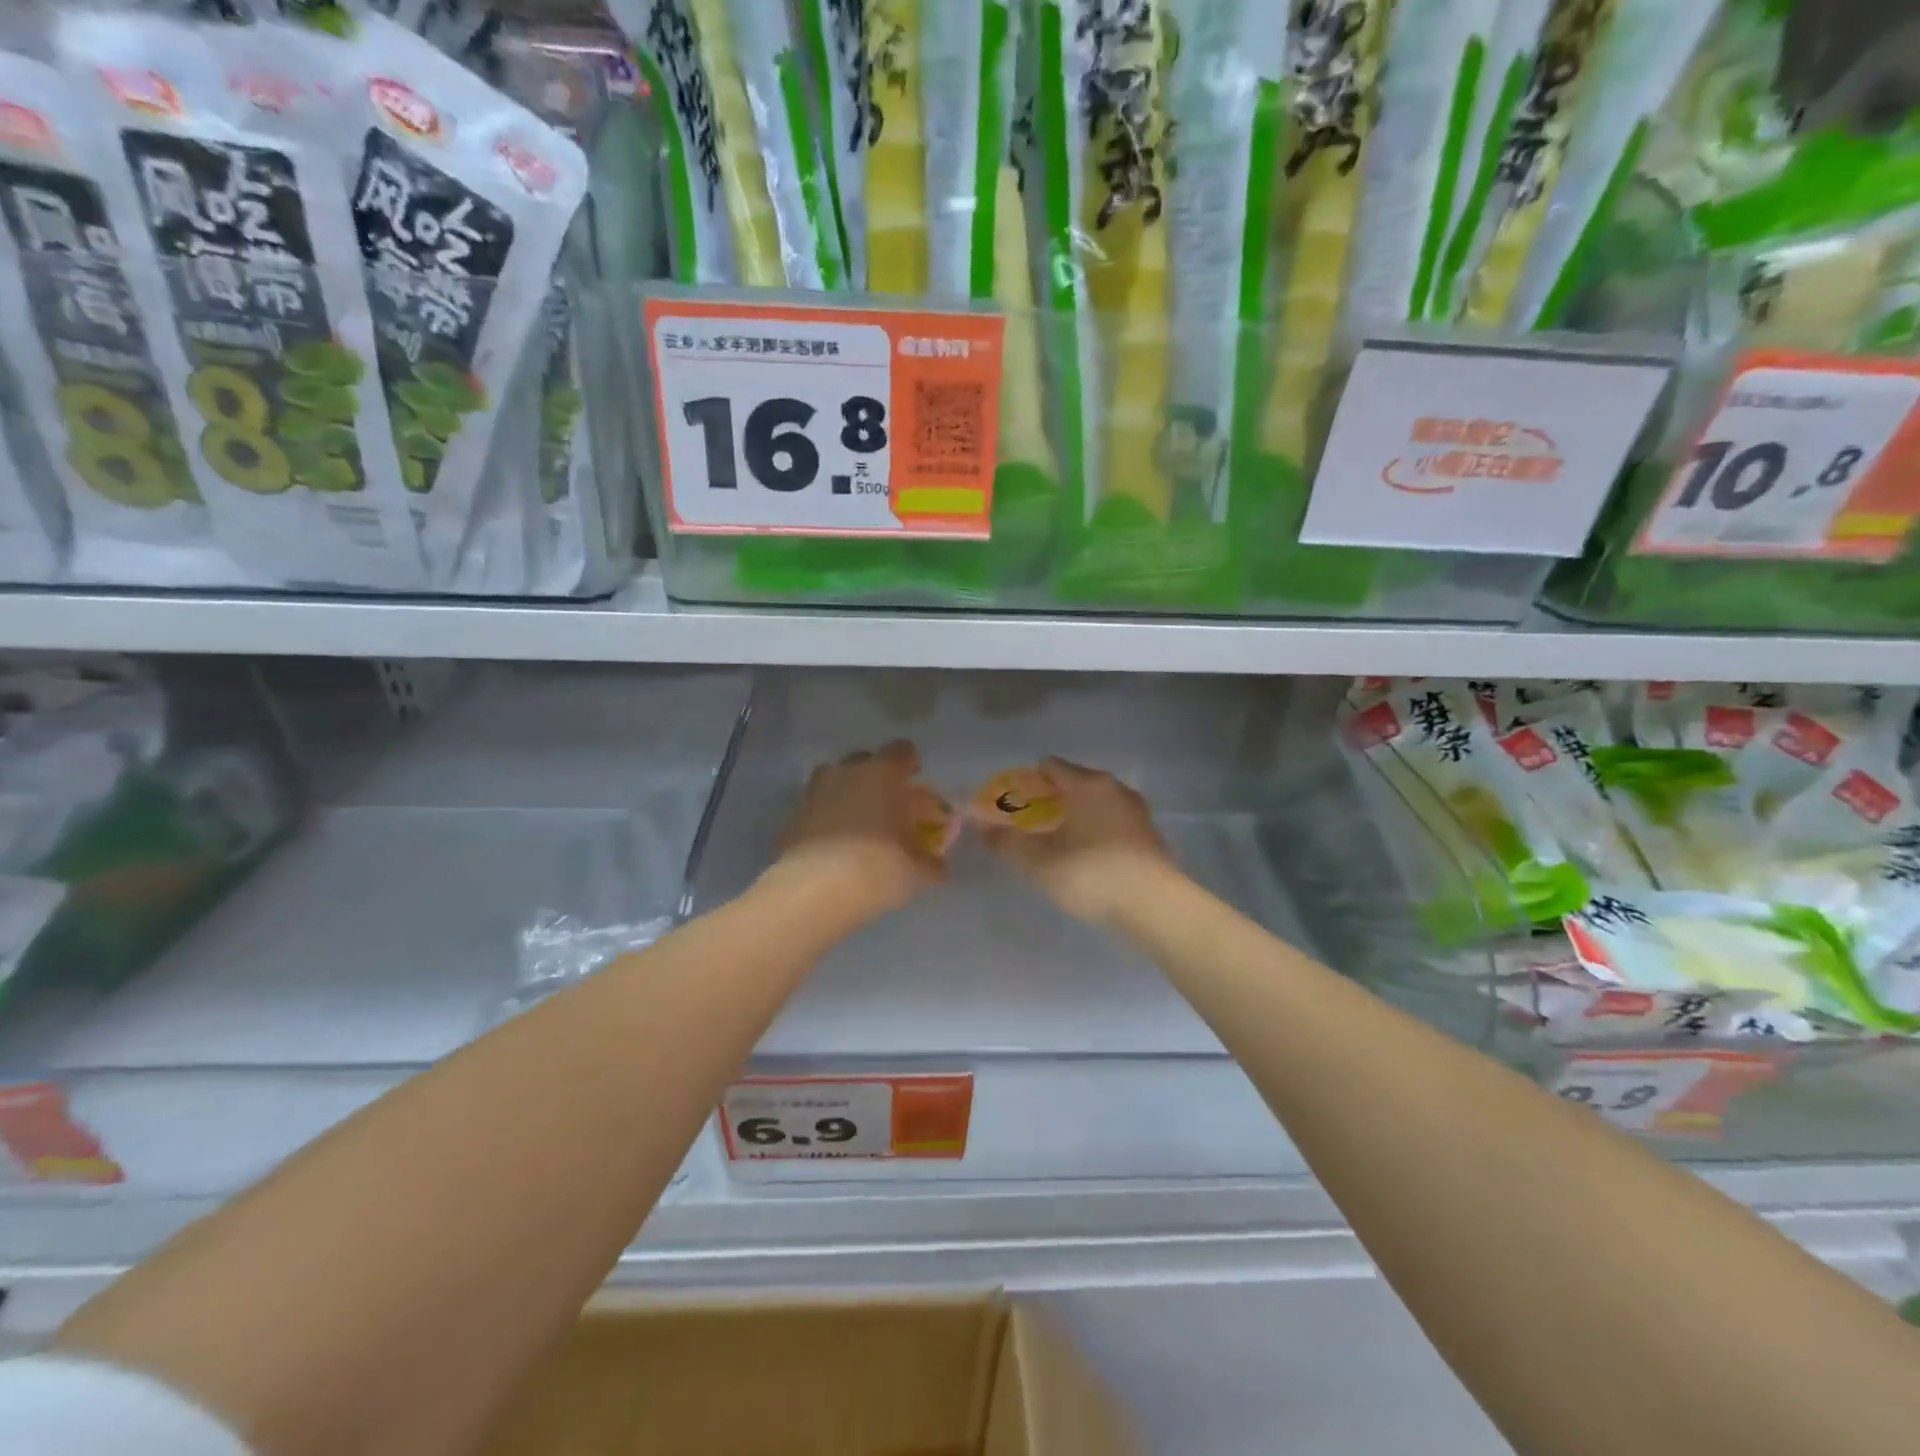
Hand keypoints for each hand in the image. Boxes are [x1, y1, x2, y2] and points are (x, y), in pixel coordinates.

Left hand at [774, 740, 950, 919]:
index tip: (917, 785)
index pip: (902, 751)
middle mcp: (847, 773)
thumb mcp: (917, 871)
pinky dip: (829, 818)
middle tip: (891, 808)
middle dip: (879, 779)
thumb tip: (939, 865)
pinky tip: (838, 844)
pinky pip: (819, 807)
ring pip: (837, 782)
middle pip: (866, 762)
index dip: (912, 766)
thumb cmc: (877, 868)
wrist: (813, 892)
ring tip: (862, 824)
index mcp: (883, 774)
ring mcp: (815, 792)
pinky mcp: (794, 817)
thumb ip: (931, 862)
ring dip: (850, 795)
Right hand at [973, 758, 1174, 926]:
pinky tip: (1088, 859)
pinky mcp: (1150, 837)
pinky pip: (1113, 824)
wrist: (1155, 907)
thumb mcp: (1039, 862)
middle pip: (1075, 783)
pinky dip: (1097, 833)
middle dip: (1051, 800)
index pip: (1051, 767)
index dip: (1028, 782)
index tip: (1013, 804)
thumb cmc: (1091, 875)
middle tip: (1030, 826)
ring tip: (1058, 844)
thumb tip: (981, 826)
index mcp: (1087, 784)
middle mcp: (1115, 789)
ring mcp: (1137, 812)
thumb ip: (1007, 842)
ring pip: (1097, 804)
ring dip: (1076, 817)